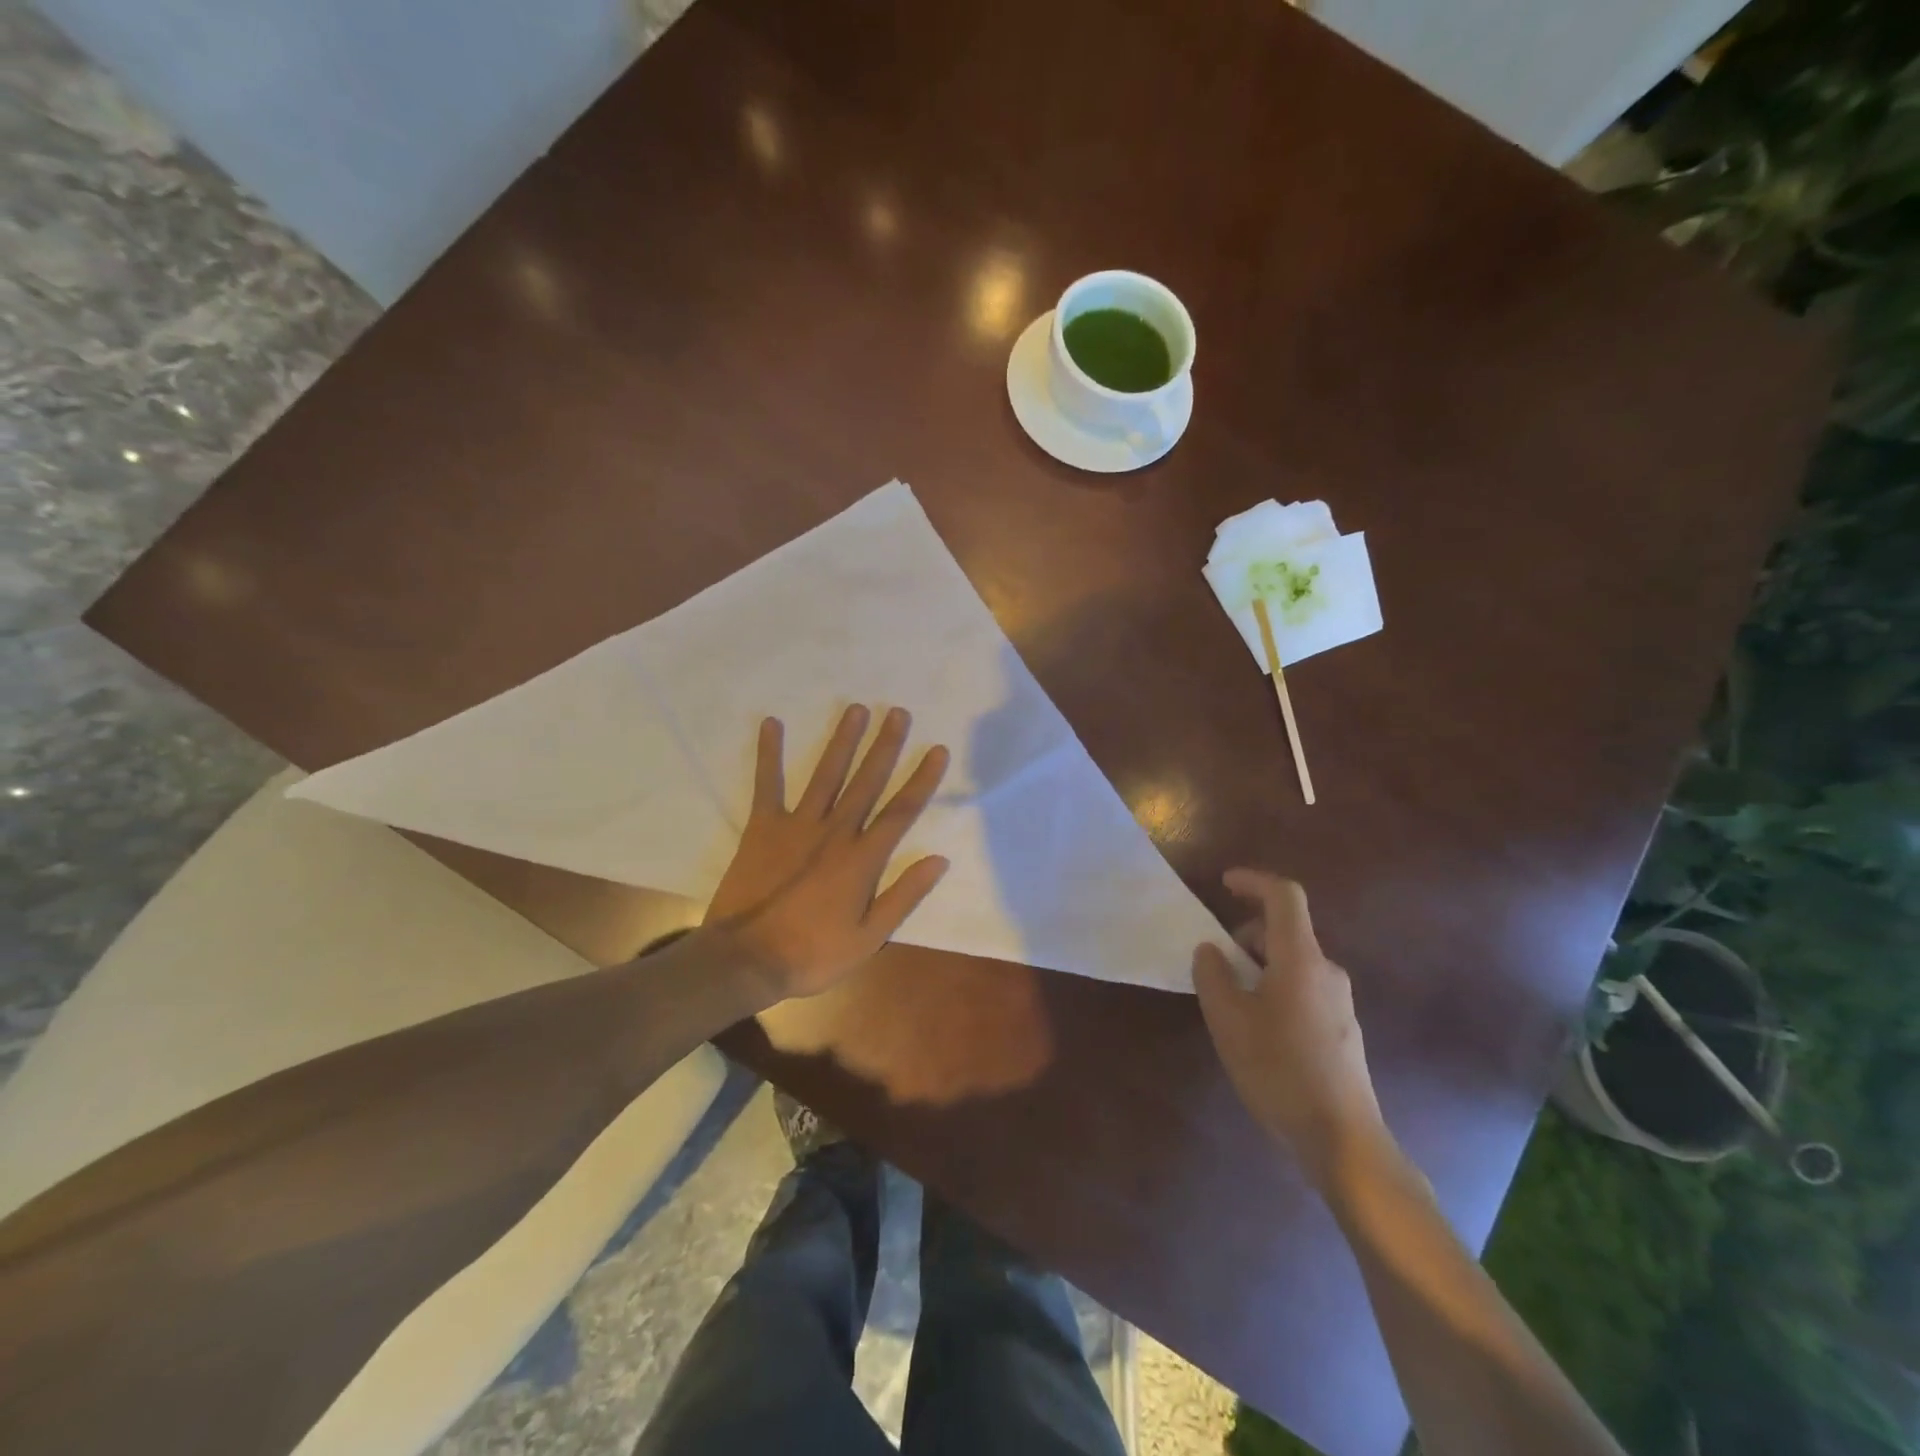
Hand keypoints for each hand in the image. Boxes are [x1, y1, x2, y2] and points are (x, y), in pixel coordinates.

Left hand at [705, 704, 950, 1004]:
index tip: (937, 750)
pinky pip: (768, 784)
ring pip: (826, 775)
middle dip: (885, 746)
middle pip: (866, 782)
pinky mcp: (763, 827)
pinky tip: (772, 723)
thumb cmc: (813, 953)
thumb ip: (903, 896)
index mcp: (862, 859)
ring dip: (842, 741)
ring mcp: (797, 825)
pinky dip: (770, 754)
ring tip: (855, 709)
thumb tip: (938, 860)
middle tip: (897, 712)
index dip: (921, 779)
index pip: (900, 811)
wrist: (746, 960)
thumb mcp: (869, 938)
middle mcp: (835, 832)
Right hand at [1192, 870, 1386, 1184]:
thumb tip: (1210, 950)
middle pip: (1284, 932)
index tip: (1223, 884)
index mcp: (1302, 960)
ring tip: (1230, 1004)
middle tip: (1214, 966)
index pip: (1284, 897)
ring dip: (1257, 967)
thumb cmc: (1279, 1071)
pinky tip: (1257, 1031)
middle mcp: (1327, 971)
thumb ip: (1213, 976)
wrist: (1342, 1140)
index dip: (1253, 881)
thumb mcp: (1229, 1021)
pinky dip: (1273, 989)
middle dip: (1244, 937)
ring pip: (1291, 963)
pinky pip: (1302, 989)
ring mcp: (1339, 1001)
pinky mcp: (1341, 1029)